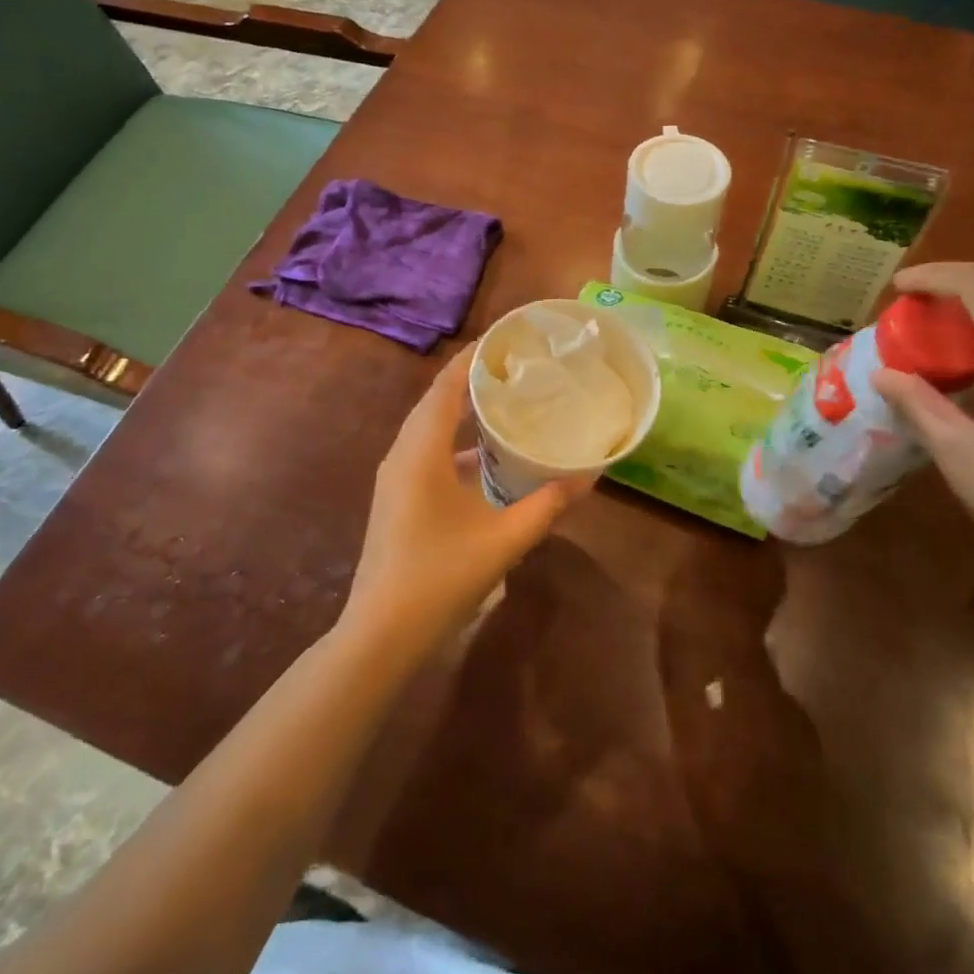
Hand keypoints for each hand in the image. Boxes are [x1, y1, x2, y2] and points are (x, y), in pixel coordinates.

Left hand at [340, 345, 594, 657]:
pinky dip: (458, 444)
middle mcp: (403, 453)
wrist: (381, 634)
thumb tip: (591, 475)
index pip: (446, 385)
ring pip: (431, 428)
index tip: (508, 339)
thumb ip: (549, 504)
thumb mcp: (504, 539)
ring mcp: (396, 477)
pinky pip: (428, 453)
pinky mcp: (398, 497)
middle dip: (473, 380)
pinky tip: (489, 459)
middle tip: (518, 367)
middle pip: (437, 401)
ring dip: (464, 412)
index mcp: (421, 451)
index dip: (474, 357)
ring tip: (507, 402)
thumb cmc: (441, 577)